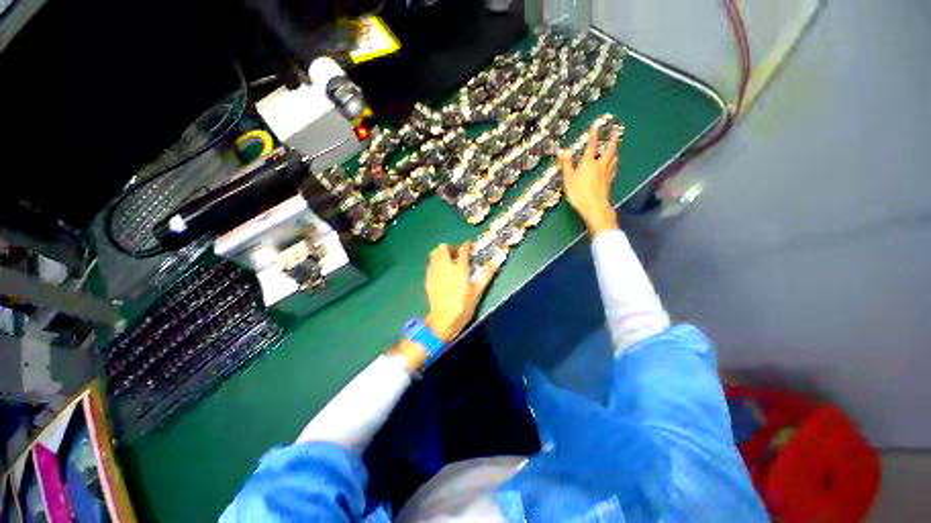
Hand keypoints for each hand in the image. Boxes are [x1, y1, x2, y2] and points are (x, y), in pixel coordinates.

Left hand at [424, 242, 496, 341]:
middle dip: (451, 248)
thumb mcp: (477, 292)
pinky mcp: (428, 278)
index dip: (467, 245)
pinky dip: (436, 262)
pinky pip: (431, 263)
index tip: (471, 246)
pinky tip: (442, 272)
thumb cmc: (463, 307)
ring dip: (442, 253)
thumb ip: (486, 276)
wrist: (443, 320)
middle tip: (458, 256)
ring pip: (434, 253)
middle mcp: (445, 267)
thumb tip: (496, 263)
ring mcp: (435, 272)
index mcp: (459, 269)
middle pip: (443, 247)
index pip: (463, 249)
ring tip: (449, 262)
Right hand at [557, 123, 620, 235]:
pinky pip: (613, 170)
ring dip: (615, 152)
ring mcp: (606, 175)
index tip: (596, 125)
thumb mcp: (569, 179)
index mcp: (589, 163)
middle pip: (609, 151)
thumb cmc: (579, 193)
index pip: (591, 146)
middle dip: (612, 141)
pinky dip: (614, 164)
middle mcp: (600, 166)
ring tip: (616, 147)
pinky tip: (614, 166)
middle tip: (616, 133)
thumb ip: (567, 164)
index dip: (593, 135)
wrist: (594, 207)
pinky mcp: (609, 183)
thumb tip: (563, 150)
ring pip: (613, 160)